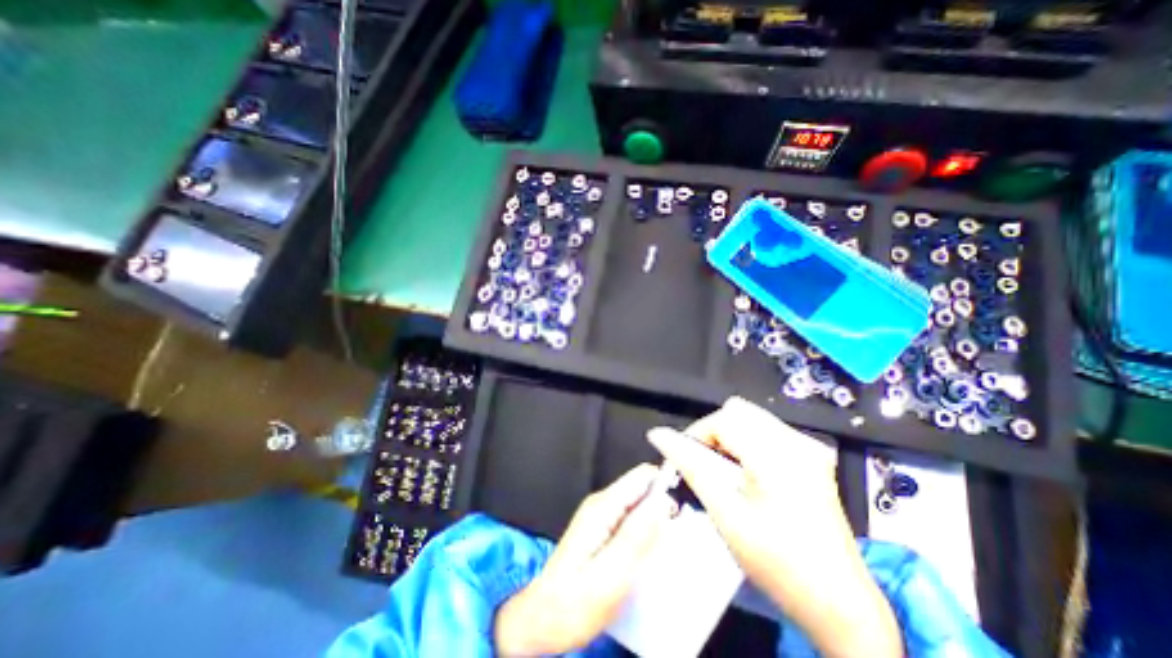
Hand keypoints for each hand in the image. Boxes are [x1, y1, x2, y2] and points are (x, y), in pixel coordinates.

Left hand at [490, 463, 677, 657]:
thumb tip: (662, 503)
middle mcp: (602, 503)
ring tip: (668, 550)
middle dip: (663, 506)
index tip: (686, 509)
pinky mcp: (601, 529)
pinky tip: (650, 555)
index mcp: (603, 507)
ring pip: (638, 504)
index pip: (642, 477)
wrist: (541, 620)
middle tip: (678, 538)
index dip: (666, 484)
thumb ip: (637, 536)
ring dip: (656, 521)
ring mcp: (600, 515)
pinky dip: (645, 531)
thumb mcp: (610, 575)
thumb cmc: (573, 604)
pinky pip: (631, 519)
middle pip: (642, 489)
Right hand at [645, 397, 897, 657]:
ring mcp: (808, 449)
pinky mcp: (813, 458)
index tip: (684, 460)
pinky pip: (768, 431)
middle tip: (706, 467)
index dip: (696, 435)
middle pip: (737, 411)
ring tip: (726, 474)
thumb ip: (691, 466)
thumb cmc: (779, 564)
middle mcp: (797, 442)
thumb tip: (659, 435)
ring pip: (751, 418)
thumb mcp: (726, 514)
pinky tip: (750, 476)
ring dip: (730, 439)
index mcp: (777, 455)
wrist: (840, 605)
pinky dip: (748, 444)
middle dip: (713, 434)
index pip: (722, 418)